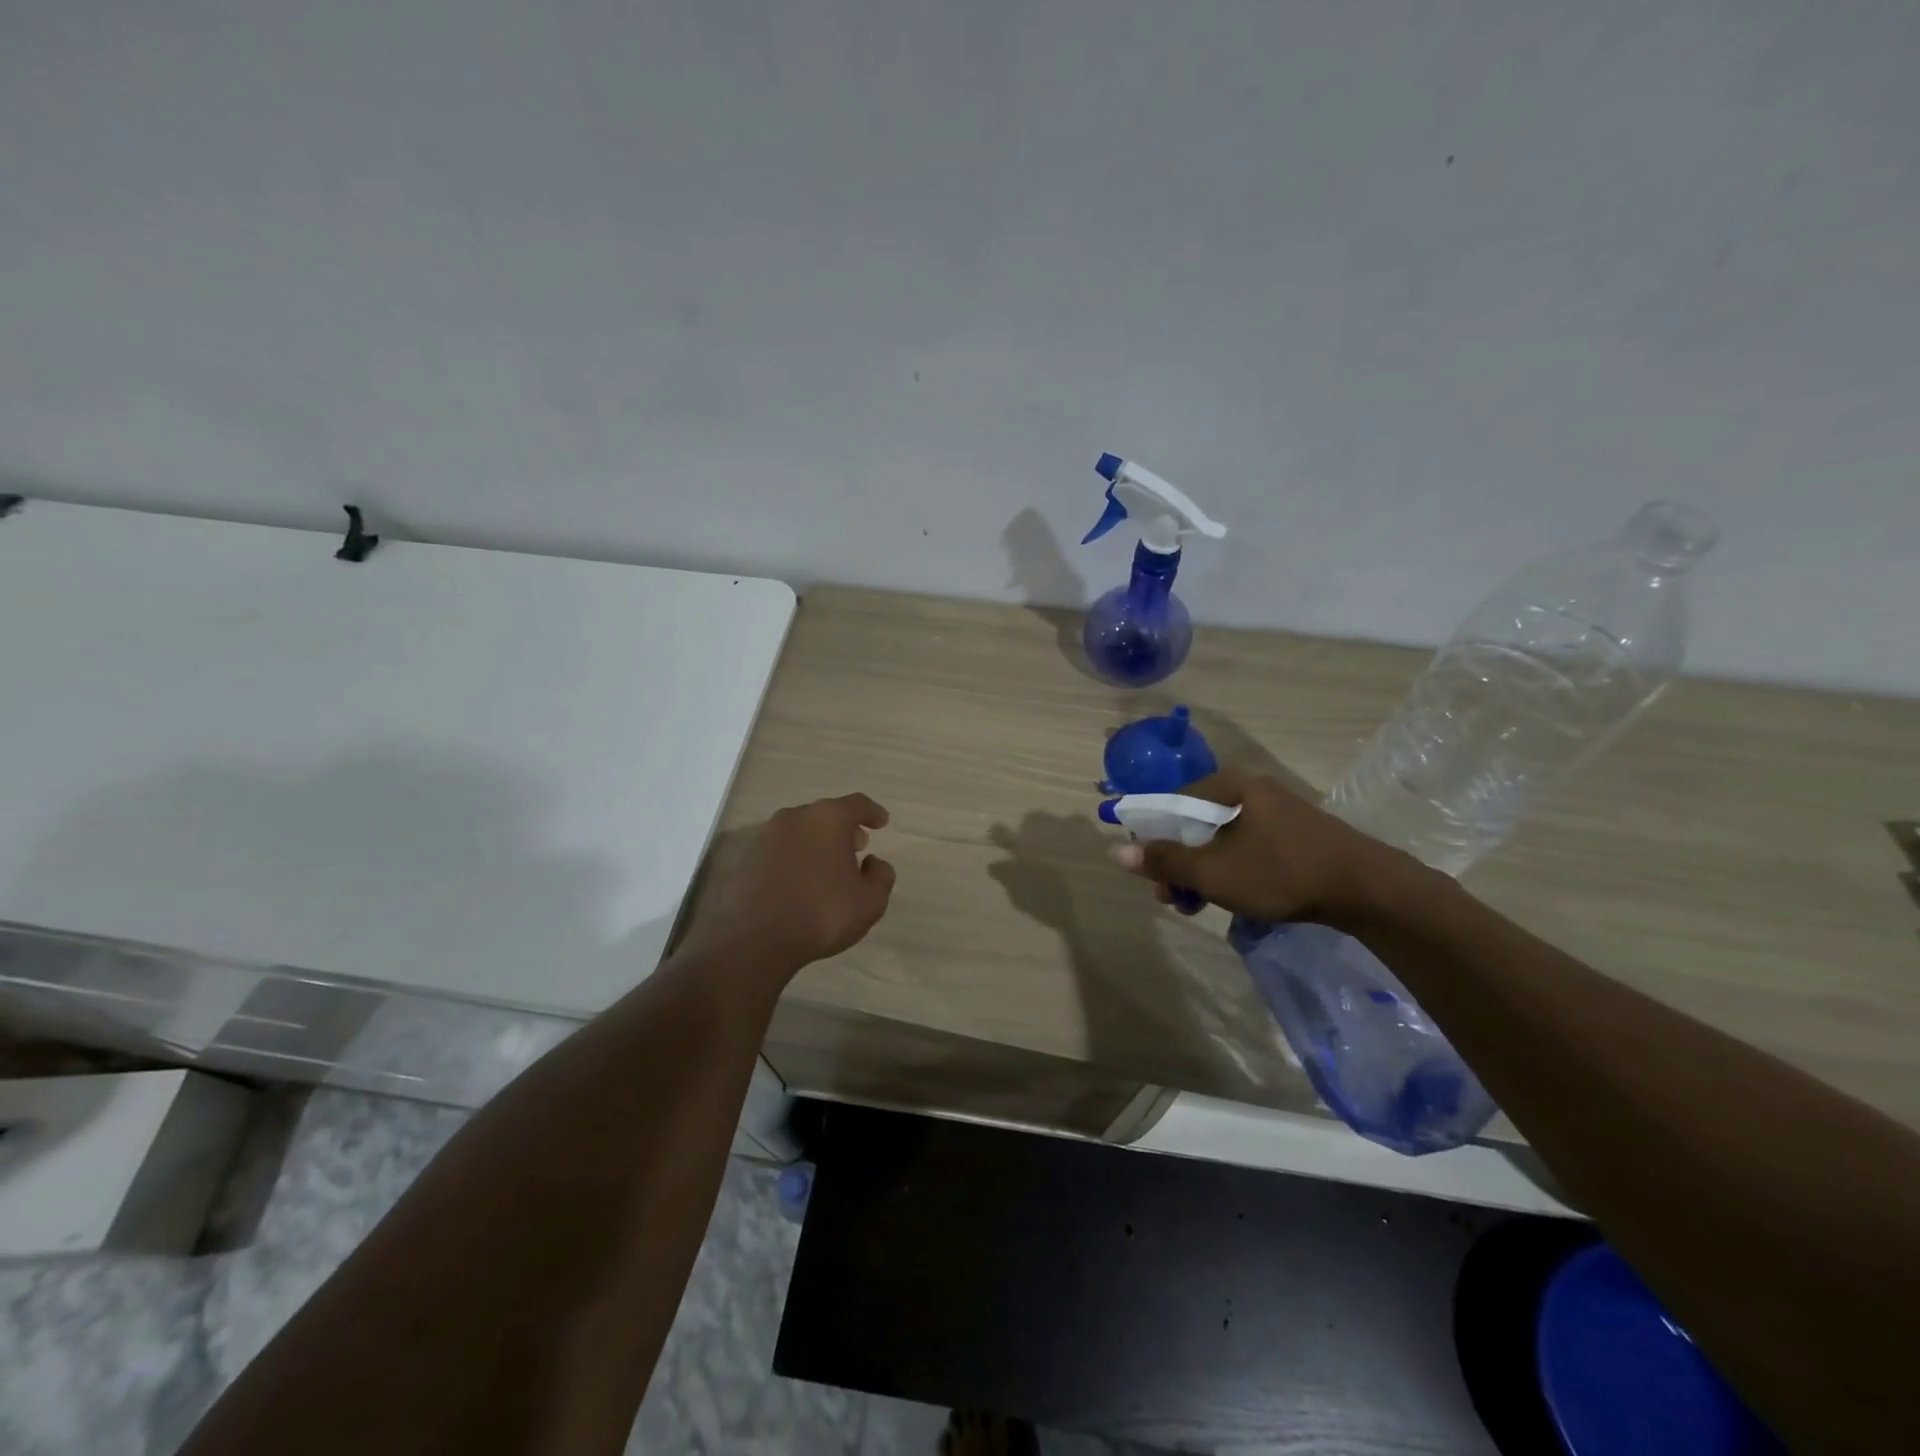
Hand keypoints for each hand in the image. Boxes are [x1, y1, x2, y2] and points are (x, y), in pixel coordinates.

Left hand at [683, 793, 895, 976]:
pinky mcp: (747, 857)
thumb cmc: (821, 914)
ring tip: (829, 866)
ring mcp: (766, 836)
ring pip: (801, 830)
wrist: (754, 940)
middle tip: (858, 846)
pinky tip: (801, 881)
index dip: (872, 812)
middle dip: (844, 828)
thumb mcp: (870, 902)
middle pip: (826, 814)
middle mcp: (795, 817)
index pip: (857, 804)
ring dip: (818, 842)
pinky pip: (781, 849)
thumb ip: (881, 876)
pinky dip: (796, 857)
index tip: (882, 822)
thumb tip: (872, 863)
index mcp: (828, 818)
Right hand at [1111, 769, 1414, 926]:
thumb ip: (1164, 860)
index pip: (1171, 805)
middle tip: (1176, 899)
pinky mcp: (1295, 834)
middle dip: (1180, 863)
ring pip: (1222, 840)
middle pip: (1196, 824)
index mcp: (1229, 786)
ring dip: (1204, 872)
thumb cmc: (1281, 872)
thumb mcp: (1213, 871)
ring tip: (1200, 906)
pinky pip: (1248, 847)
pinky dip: (1233, 871)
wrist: (1367, 888)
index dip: (1154, 840)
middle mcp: (1251, 790)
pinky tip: (1234, 899)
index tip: (1154, 876)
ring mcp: (1276, 812)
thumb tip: (1115, 850)